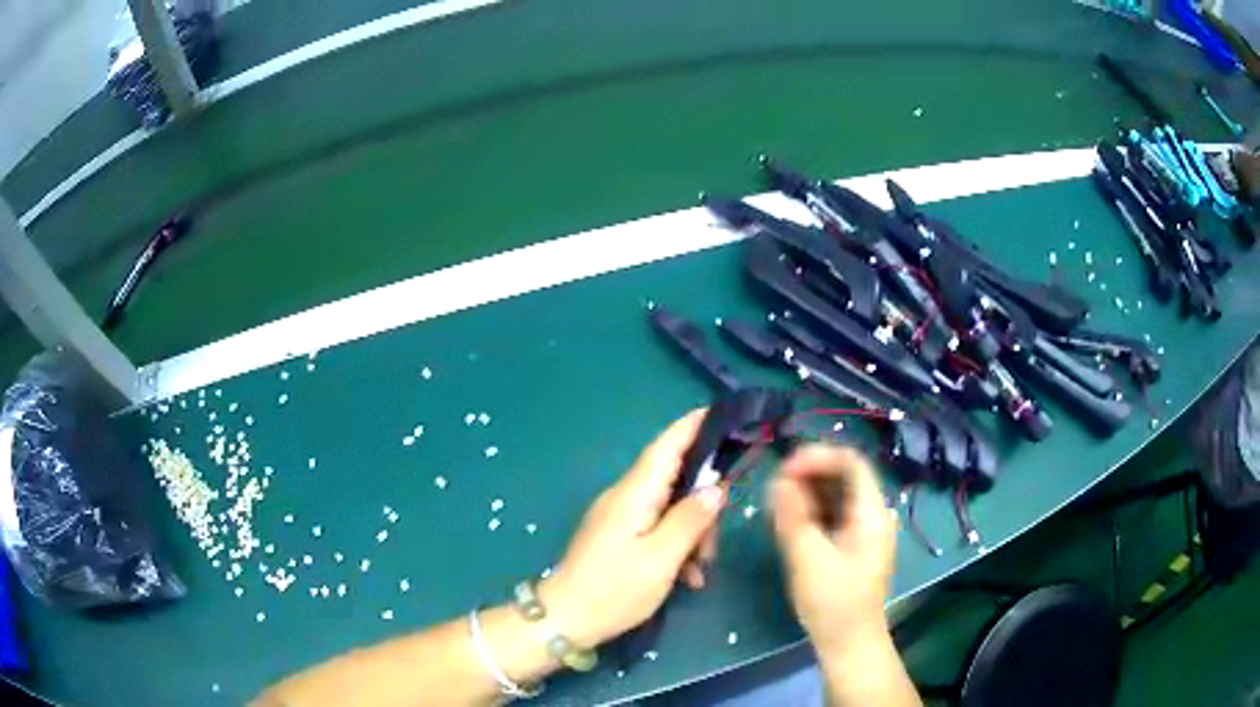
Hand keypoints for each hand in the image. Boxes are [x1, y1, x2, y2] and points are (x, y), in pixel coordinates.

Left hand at [540, 410, 725, 648]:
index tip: (723, 414)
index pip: (667, 445)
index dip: (693, 426)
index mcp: (634, 493)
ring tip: (699, 570)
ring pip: (671, 508)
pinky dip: (677, 546)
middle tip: (714, 542)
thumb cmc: (613, 589)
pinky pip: (657, 528)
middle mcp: (626, 496)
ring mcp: (621, 516)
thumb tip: (716, 488)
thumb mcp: (661, 558)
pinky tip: (686, 577)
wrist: (565, 619)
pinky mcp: (619, 536)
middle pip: (676, 480)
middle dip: (704, 505)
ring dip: (693, 533)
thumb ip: (690, 519)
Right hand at [769, 444, 897, 657]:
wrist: (848, 643)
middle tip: (773, 487)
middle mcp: (872, 515)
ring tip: (775, 504)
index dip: (818, 457)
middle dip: (808, 475)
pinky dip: (810, 512)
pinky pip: (832, 515)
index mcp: (872, 513)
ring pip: (835, 496)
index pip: (851, 462)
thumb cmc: (832, 602)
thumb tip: (778, 479)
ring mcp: (863, 531)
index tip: (784, 467)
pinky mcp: (851, 545)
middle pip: (843, 477)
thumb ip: (793, 515)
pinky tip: (787, 522)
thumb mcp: (808, 557)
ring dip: (806, 493)